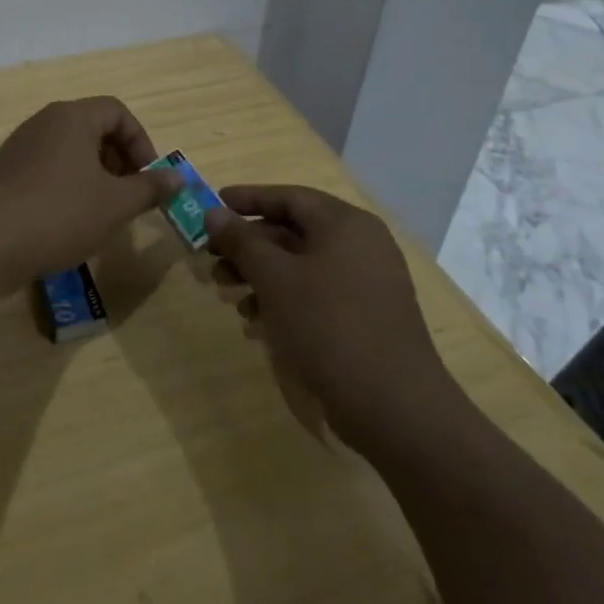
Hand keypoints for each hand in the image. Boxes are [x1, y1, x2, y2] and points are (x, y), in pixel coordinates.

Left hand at [0, 98, 180, 282]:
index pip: (117, 111)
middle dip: (119, 160)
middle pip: (93, 128)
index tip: (148, 177)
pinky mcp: (5, 173)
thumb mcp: (116, 204)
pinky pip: (47, 169)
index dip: (141, 141)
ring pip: (70, 151)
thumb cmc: (60, 214)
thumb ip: (150, 187)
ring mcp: (20, 147)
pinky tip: (69, 222)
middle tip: (129, 196)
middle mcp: (44, 123)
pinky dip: (67, 187)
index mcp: (72, 117)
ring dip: (94, 176)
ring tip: (102, 213)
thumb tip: (177, 177)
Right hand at [203, 185, 451, 434]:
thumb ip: (242, 241)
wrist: (393, 406)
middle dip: (248, 244)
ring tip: (226, 291)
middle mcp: (360, 245)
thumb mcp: (275, 278)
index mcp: (345, 224)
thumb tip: (214, 213)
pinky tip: (254, 321)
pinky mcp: (364, 316)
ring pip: (301, 265)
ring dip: (260, 274)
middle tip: (210, 256)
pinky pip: (316, 293)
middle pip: (293, 231)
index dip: (248, 198)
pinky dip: (283, 299)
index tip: (212, 204)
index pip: (289, 197)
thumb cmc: (329, 326)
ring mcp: (366, 282)